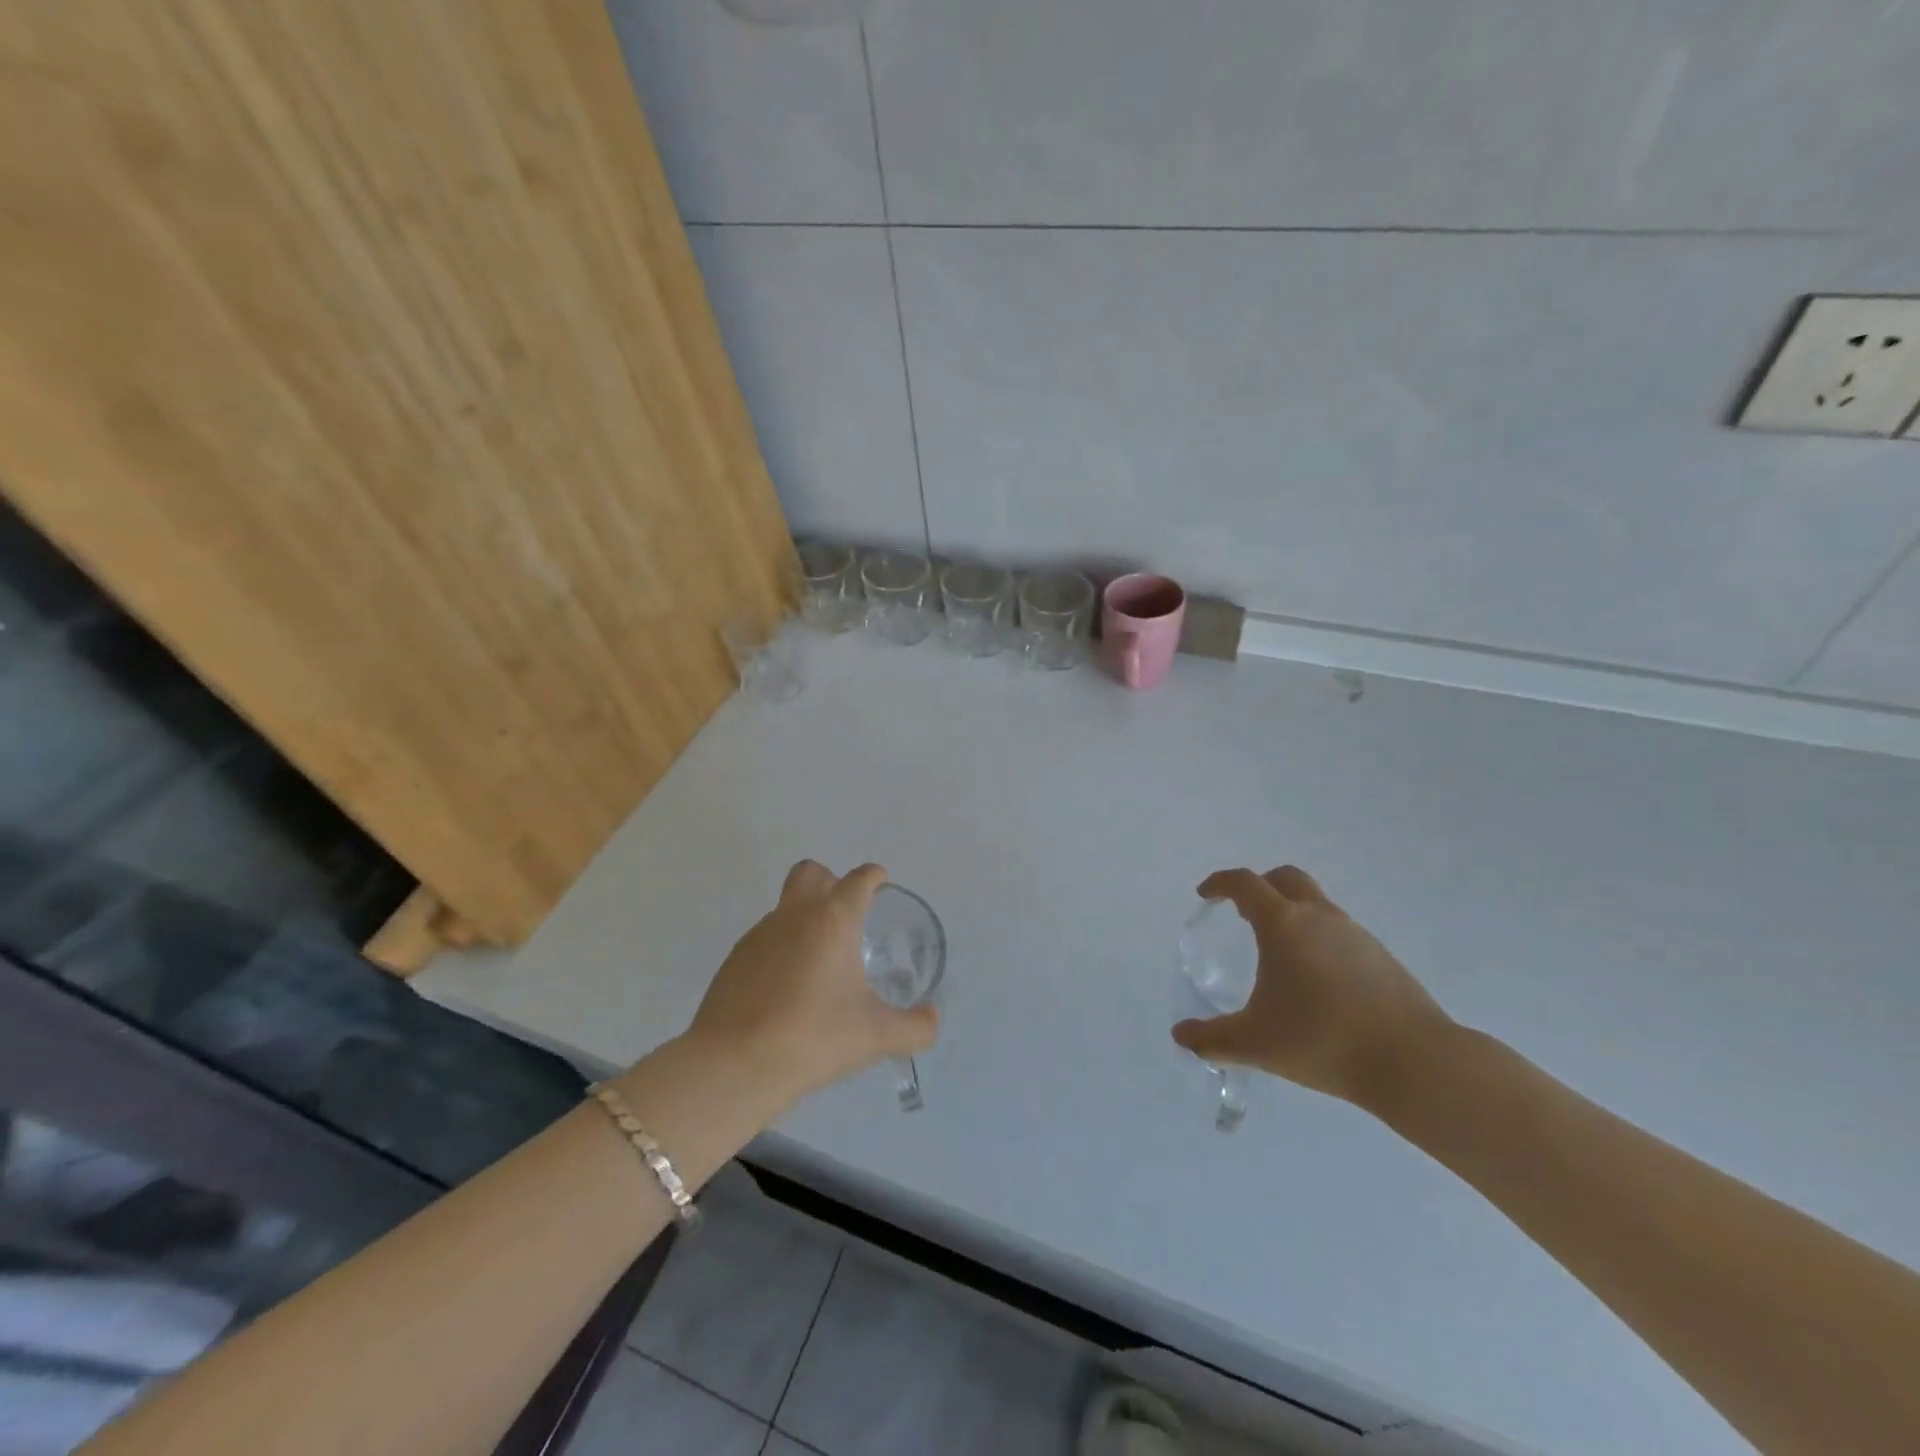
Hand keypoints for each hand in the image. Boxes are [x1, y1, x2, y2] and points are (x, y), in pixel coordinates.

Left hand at [684, 860, 938, 1107]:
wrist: (736, 1065)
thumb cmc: (815, 1037)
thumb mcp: (877, 1037)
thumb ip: (915, 1027)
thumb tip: (932, 1020)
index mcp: (834, 920)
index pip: (858, 879)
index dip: (873, 876)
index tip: (880, 883)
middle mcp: (795, 916)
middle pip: (810, 872)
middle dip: (830, 881)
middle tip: (846, 914)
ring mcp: (758, 936)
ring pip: (784, 907)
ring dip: (803, 919)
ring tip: (818, 963)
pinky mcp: (733, 961)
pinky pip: (763, 940)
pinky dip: (779, 951)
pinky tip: (786, 989)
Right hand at [1172, 866, 1451, 1107]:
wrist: (1412, 1062)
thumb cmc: (1322, 1040)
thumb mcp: (1255, 1044)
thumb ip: (1212, 1039)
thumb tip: (1181, 1035)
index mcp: (1283, 924)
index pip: (1245, 883)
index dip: (1220, 883)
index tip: (1206, 895)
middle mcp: (1319, 917)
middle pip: (1286, 879)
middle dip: (1260, 886)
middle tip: (1243, 911)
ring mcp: (1356, 934)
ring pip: (1316, 905)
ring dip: (1292, 914)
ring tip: (1279, 954)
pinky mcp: (1382, 957)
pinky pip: (1340, 933)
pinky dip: (1319, 940)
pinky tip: (1317, 981)